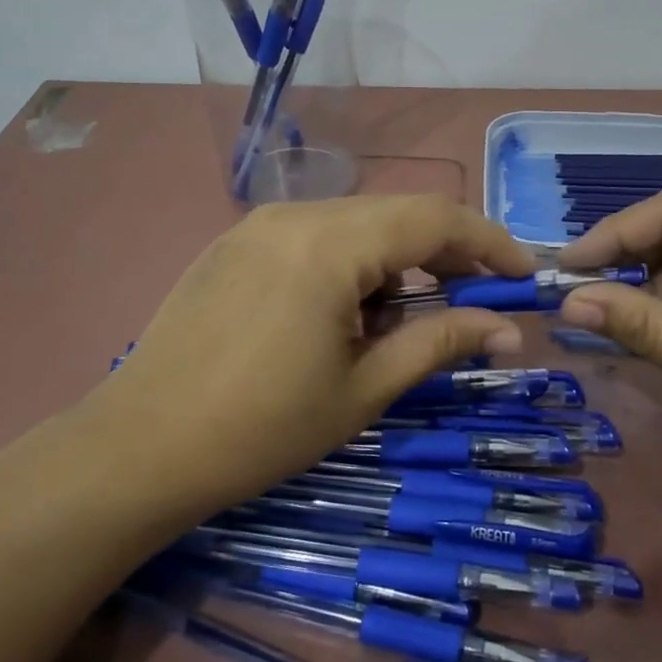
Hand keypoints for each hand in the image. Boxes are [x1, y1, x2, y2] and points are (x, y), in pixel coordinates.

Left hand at [79, 194, 536, 522]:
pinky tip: (343, 312)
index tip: (523, 275)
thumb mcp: (364, 388)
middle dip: (446, 251)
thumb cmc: (262, 428)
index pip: (435, 218)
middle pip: (397, 213)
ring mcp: (258, 223)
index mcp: (331, 244)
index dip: (489, 242)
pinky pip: (314, 233)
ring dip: (396, 258)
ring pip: (355, 222)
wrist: (138, 448)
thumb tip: (508, 329)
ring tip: (400, 319)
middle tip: (474, 300)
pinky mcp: (235, 242)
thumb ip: (439, 342)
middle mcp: (295, 213)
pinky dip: (350, 261)